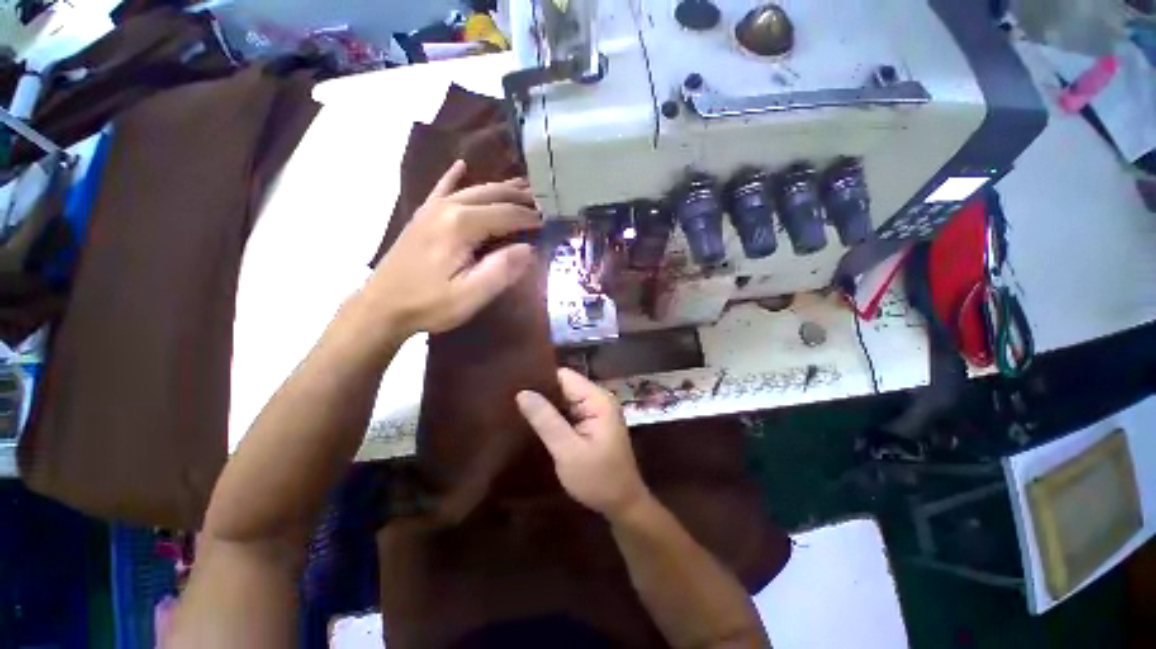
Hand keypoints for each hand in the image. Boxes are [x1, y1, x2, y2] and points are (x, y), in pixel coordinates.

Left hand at [366, 160, 540, 336]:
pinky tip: (462, 165)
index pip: (507, 214)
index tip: (549, 223)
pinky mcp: (423, 216)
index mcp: (461, 225)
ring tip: (523, 187)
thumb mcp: (470, 295)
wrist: (381, 306)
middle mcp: (448, 207)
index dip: (530, 218)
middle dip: (520, 198)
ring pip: (474, 189)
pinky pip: (442, 189)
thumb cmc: (429, 304)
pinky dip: (454, 176)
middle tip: (543, 203)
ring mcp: (432, 208)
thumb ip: (502, 270)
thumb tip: (529, 249)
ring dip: (500, 189)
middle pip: (492, 194)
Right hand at [516, 368, 649, 518]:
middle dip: (541, 392)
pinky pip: (569, 411)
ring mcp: (596, 410)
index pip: (565, 376)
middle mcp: (598, 399)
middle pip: (564, 385)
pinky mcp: (592, 422)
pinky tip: (535, 421)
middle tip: (511, 399)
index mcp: (598, 399)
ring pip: (565, 398)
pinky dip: (554, 415)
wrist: (623, 505)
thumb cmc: (598, 479)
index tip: (515, 385)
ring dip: (546, 404)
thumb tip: (522, 393)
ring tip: (517, 408)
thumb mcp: (568, 451)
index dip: (541, 378)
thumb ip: (546, 420)